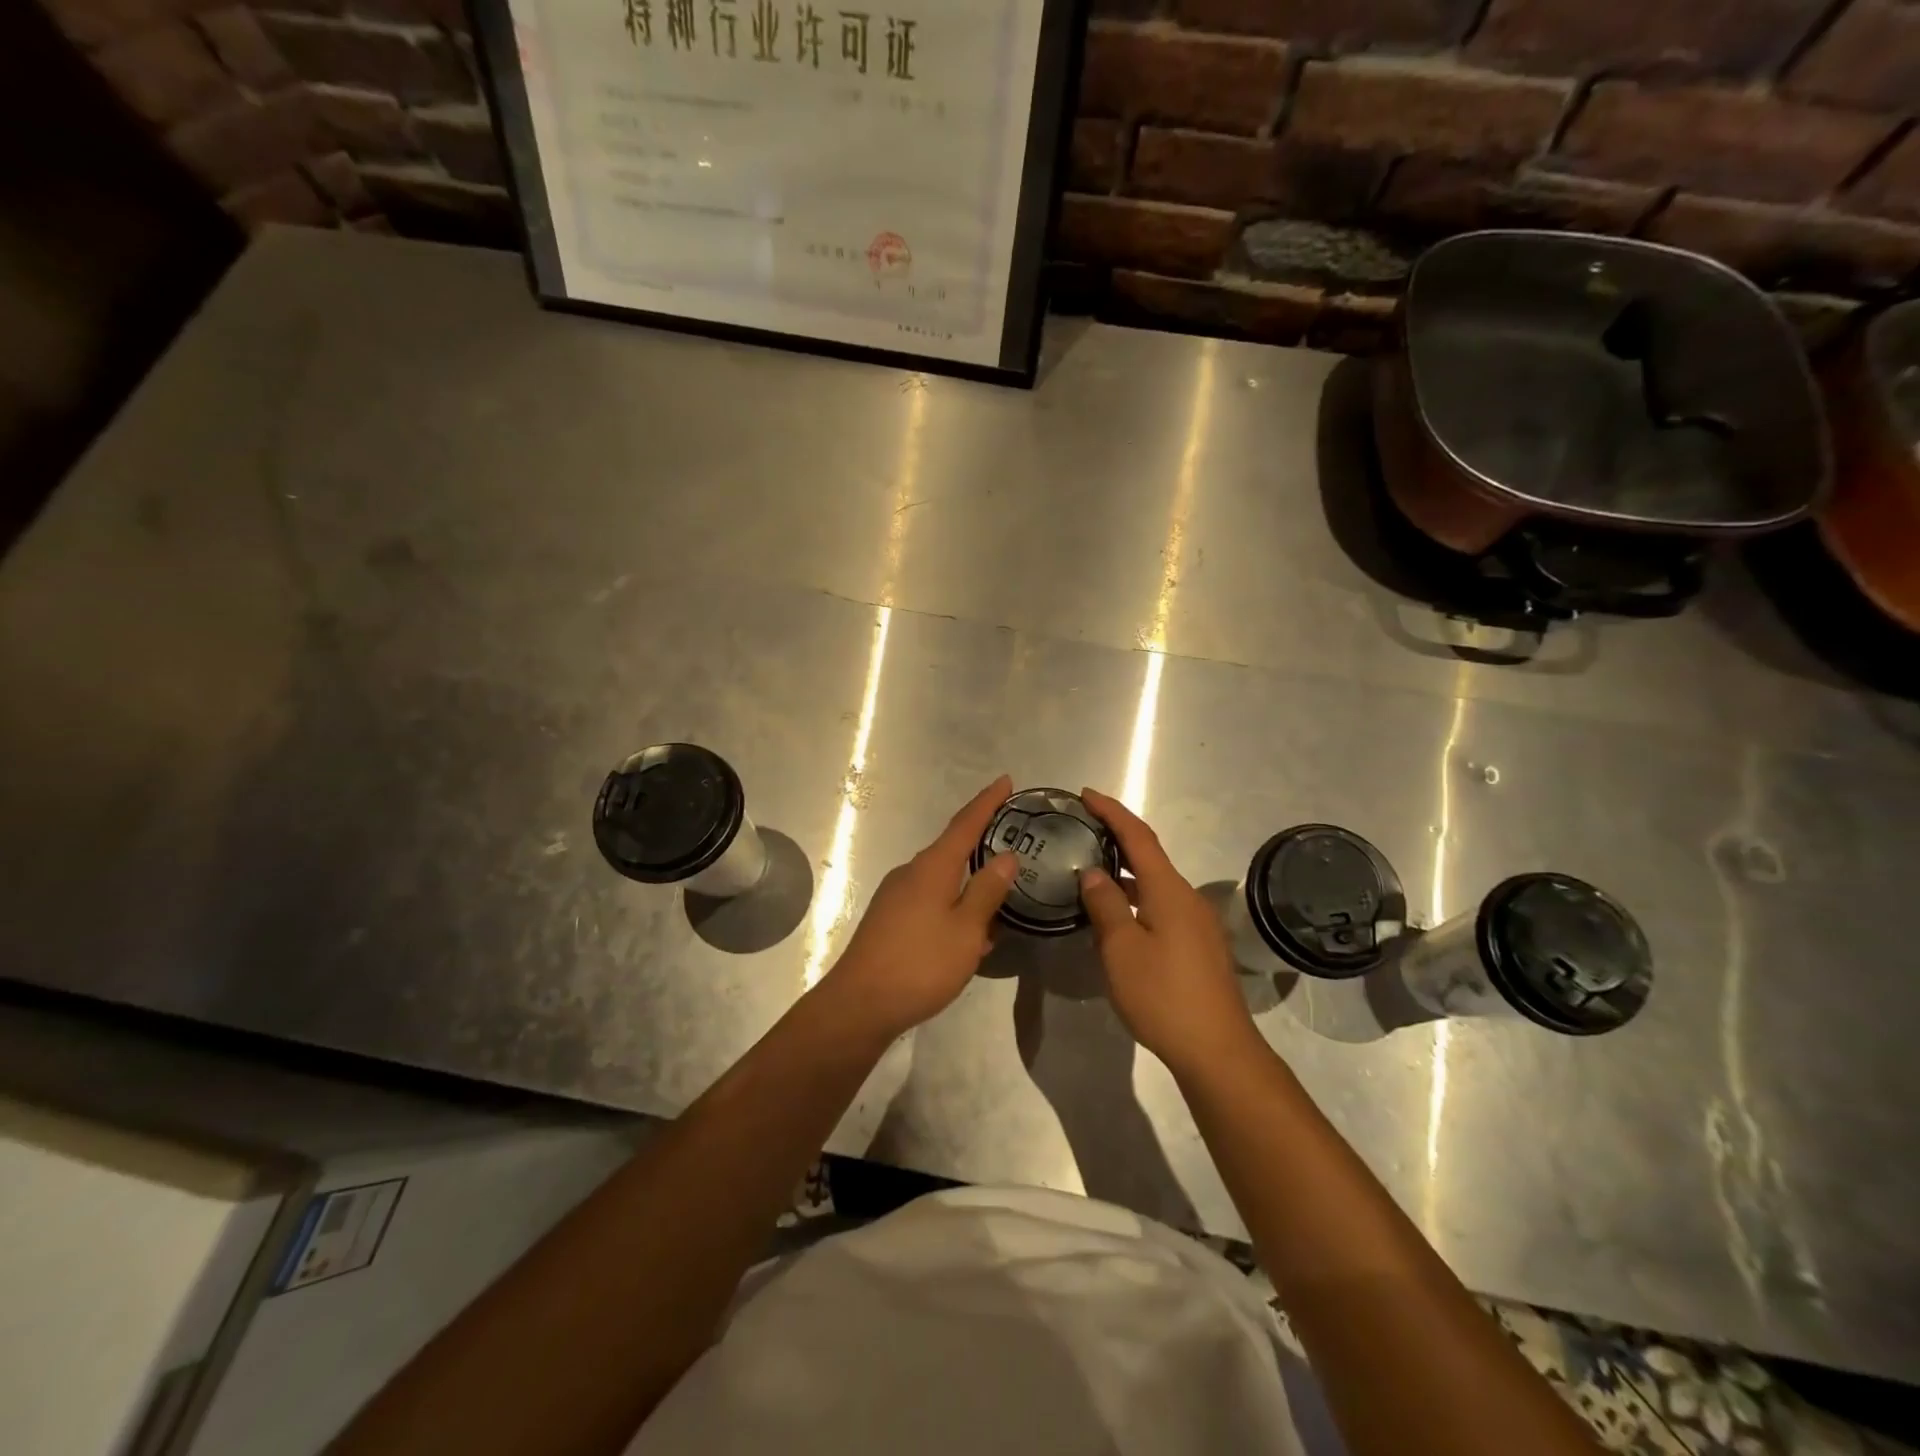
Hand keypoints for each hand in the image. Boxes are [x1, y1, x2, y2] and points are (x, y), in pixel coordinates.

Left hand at [820, 775, 1019, 1043]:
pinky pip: (929, 900)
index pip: (965, 824)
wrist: (859, 1004)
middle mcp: (911, 872)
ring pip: (941, 879)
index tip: (1006, 781)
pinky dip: (953, 905)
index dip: (987, 801)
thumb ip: (987, 891)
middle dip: (980, 841)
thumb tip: (1006, 856)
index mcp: (932, 867)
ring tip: (998, 896)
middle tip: (1012, 839)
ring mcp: (896, 896)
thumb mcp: (966, 930)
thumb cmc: (920, 964)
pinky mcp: (889, 919)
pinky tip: (968, 932)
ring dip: (968, 882)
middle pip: (951, 848)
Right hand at [1077, 787, 1262, 1078]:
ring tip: (1090, 873)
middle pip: (1149, 857)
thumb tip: (1093, 873)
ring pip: (1155, 886)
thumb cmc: (1163, 995)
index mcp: (1169, 890)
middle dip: (1116, 840)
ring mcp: (1197, 924)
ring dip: (1125, 875)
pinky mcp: (1198, 947)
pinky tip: (1116, 918)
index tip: (1086, 795)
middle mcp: (1187, 898)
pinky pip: (1161, 907)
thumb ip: (1105, 905)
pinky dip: (1136, 900)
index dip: (1112, 812)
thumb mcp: (1121, 949)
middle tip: (1082, 832)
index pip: (1138, 837)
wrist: (1217, 1051)